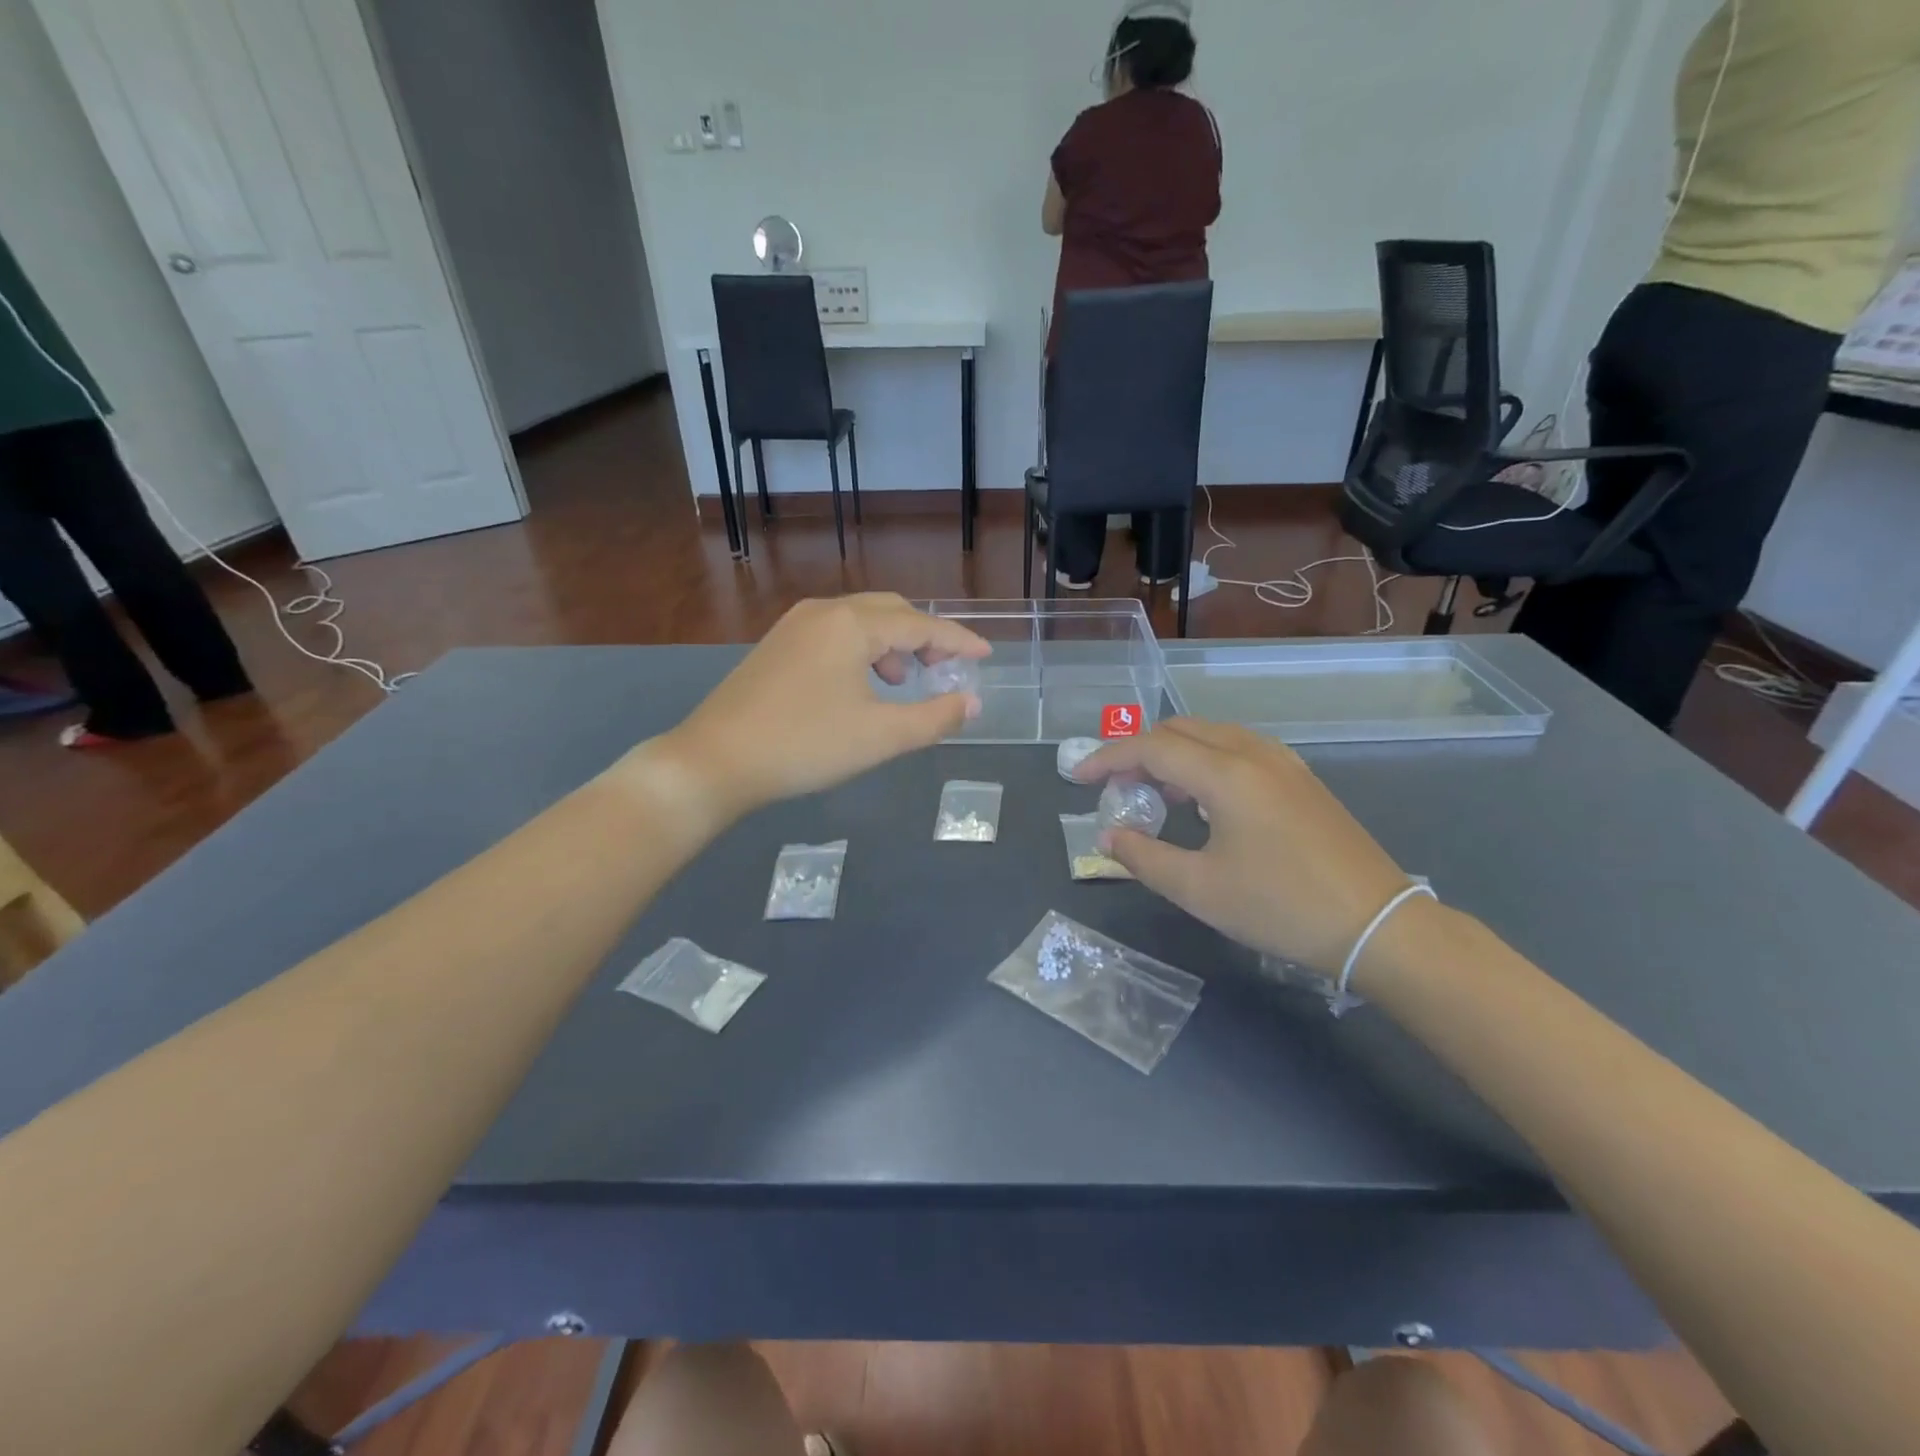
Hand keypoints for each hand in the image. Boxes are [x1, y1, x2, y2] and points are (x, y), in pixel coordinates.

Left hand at [644, 594, 988, 823]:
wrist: (715, 761)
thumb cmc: (805, 745)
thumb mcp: (881, 736)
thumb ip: (935, 717)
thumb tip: (971, 703)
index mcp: (852, 624)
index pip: (920, 624)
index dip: (957, 640)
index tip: (985, 655)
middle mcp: (823, 611)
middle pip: (891, 611)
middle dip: (925, 636)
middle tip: (947, 668)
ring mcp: (794, 626)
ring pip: (860, 620)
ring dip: (892, 643)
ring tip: (904, 680)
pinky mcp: (777, 645)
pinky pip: (835, 633)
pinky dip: (862, 650)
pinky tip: (861, 684)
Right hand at [1078, 719, 1410, 975]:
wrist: (1377, 925)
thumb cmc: (1280, 907)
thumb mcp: (1199, 890)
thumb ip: (1143, 858)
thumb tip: (1109, 836)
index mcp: (1226, 774)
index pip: (1152, 747)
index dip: (1108, 758)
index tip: (1079, 779)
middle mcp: (1254, 754)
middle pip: (1181, 730)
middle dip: (1139, 752)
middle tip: (1117, 788)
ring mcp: (1284, 763)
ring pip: (1212, 736)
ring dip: (1174, 754)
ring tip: (1155, 794)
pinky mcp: (1301, 780)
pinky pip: (1239, 751)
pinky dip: (1206, 762)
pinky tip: (1203, 800)